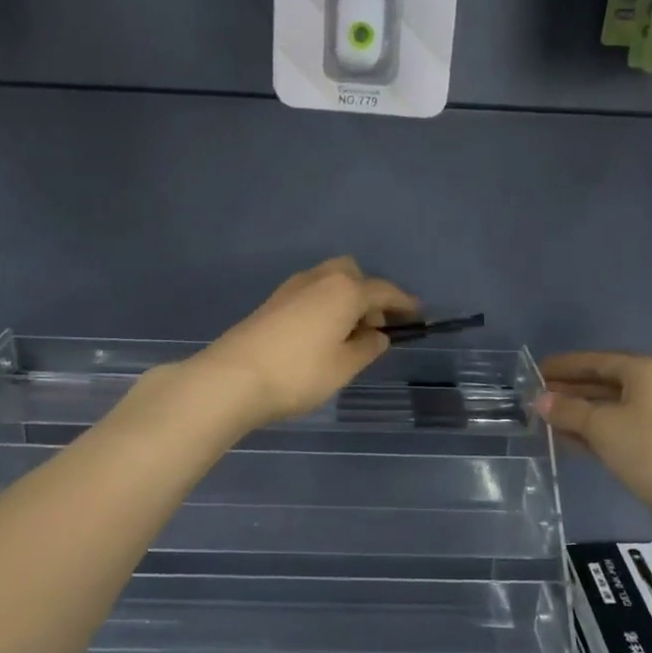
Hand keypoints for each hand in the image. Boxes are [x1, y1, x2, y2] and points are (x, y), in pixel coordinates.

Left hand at [193, 258, 417, 428]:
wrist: (233, 378)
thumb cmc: (299, 373)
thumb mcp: (344, 367)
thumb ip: (367, 348)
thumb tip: (378, 335)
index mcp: (345, 291)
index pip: (383, 291)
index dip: (404, 303)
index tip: (419, 314)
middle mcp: (320, 279)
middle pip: (353, 274)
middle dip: (368, 295)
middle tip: (373, 328)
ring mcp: (292, 287)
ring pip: (329, 281)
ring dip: (345, 300)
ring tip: (347, 336)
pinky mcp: (273, 301)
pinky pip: (311, 293)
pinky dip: (325, 305)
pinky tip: (321, 335)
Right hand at [536, 352, 651, 546]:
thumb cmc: (650, 450)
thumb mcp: (602, 426)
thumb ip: (568, 410)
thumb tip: (540, 400)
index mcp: (648, 370)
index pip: (597, 361)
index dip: (565, 366)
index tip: (535, 371)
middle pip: (605, 383)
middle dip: (570, 390)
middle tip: (535, 397)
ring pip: (611, 409)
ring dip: (580, 414)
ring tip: (546, 420)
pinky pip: (620, 431)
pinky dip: (595, 433)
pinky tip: (569, 440)